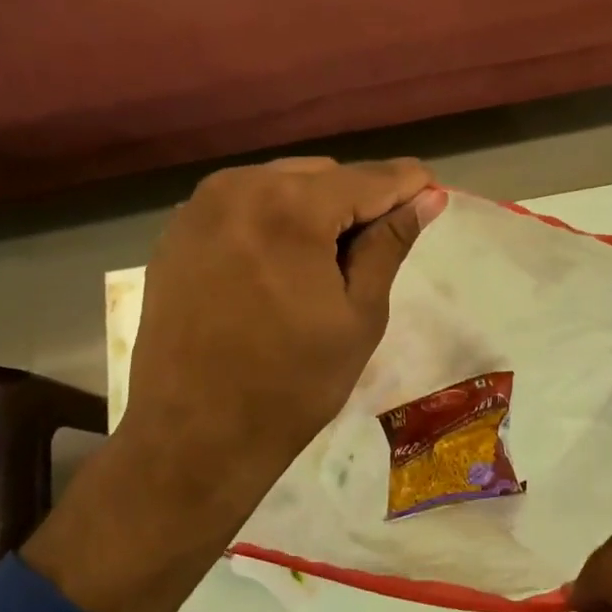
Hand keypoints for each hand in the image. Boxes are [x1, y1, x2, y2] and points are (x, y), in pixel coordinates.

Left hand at [27, 156, 442, 611]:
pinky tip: (281, 265)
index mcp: (290, 208)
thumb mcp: (359, 315)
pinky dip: (273, 220)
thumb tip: (426, 197)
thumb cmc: (292, 384)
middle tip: (377, 247)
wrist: (194, 435)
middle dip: (357, 200)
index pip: (367, 179)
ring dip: (314, 208)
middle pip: (322, 175)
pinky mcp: (177, 232)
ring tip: (328, 262)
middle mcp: (239, 188)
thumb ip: (389, 244)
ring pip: (280, 184)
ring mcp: (199, 207)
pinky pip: (243, 205)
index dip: (407, 184)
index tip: (434, 193)